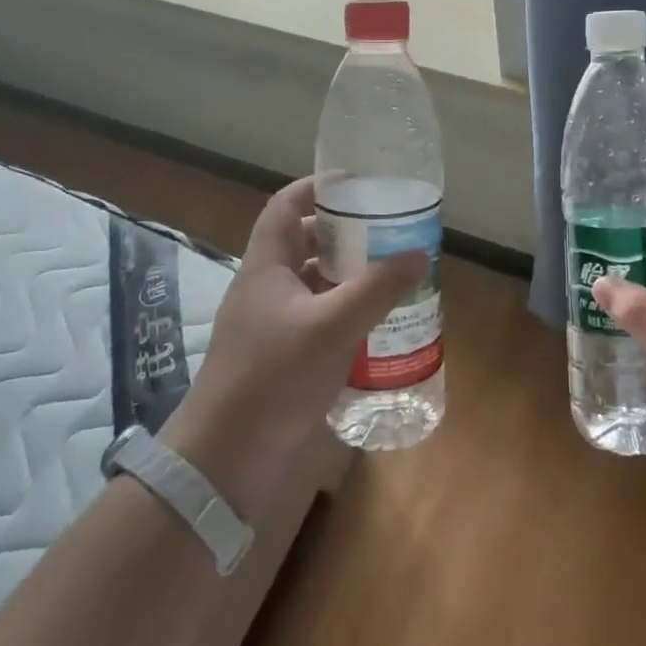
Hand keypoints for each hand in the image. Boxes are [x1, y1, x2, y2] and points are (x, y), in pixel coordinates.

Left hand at [161, 177, 426, 520]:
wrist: (226, 461)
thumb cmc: (273, 378)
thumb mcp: (331, 326)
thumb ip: (376, 289)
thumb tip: (419, 254)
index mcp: (266, 266)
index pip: (286, 206)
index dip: (317, 187)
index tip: (358, 184)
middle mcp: (267, 289)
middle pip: (304, 244)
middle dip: (345, 235)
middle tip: (389, 232)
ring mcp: (272, 326)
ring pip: (314, 286)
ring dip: (349, 278)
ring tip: (392, 275)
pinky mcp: (282, 359)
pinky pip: (318, 322)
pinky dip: (346, 316)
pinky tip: (378, 327)